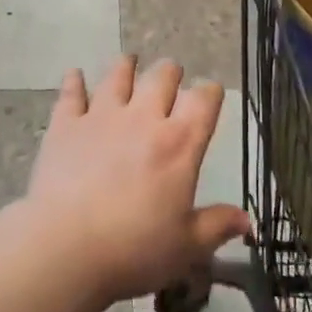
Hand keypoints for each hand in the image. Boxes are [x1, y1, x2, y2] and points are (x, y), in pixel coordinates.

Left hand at [26, 57, 250, 303]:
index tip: (211, 93)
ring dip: (126, 67)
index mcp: (179, 144)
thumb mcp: (186, 247)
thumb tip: (247, 220)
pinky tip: (75, 74)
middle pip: (162, 77)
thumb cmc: (134, 249)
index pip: (204, 101)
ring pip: (118, 76)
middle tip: (171, 76)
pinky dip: (74, 81)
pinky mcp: (66, 125)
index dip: (211, 92)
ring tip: (129, 62)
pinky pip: (72, 93)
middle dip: (170, 73)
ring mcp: (101, 117)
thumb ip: (217, 226)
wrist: (65, 248)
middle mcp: (143, 119)